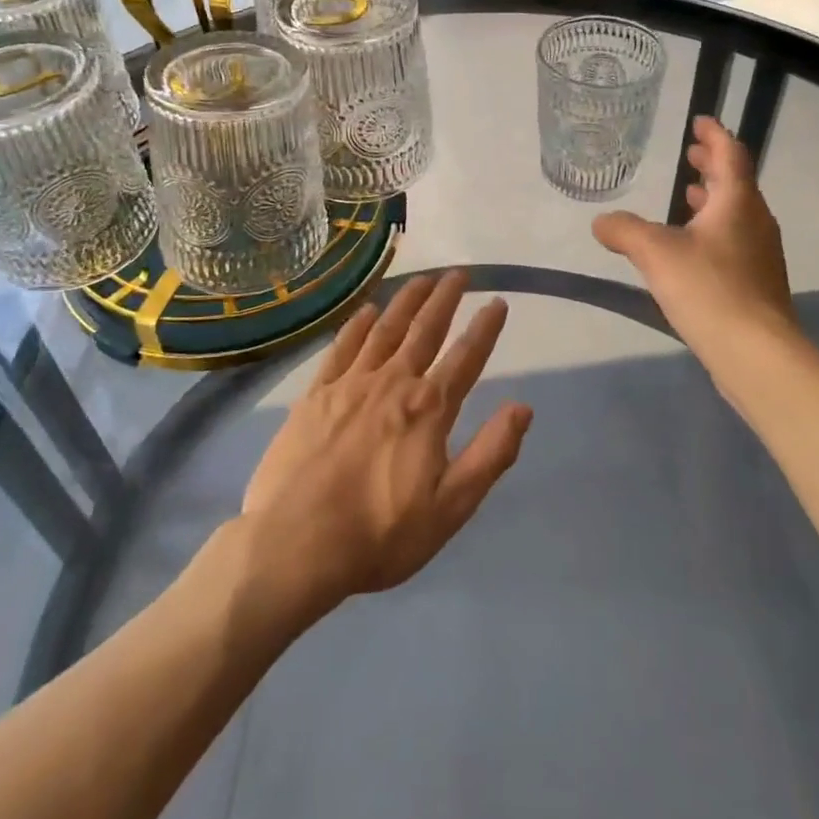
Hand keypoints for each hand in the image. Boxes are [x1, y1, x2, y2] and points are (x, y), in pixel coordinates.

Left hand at [241, 271, 531, 619]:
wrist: (295, 545)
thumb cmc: (380, 534)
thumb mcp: (451, 507)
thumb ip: (490, 454)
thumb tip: (523, 408)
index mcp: (428, 409)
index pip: (465, 358)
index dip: (485, 329)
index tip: (498, 302)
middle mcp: (393, 383)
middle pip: (425, 331)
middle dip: (445, 299)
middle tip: (458, 273)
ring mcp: (351, 384)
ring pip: (386, 329)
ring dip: (407, 301)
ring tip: (422, 279)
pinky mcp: (316, 394)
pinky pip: (343, 347)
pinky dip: (358, 325)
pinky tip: (368, 310)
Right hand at [593, 116, 793, 360]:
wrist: (757, 354)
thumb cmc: (709, 289)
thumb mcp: (656, 253)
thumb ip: (625, 231)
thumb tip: (600, 221)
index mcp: (737, 202)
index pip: (730, 153)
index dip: (714, 134)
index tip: (699, 121)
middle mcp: (756, 222)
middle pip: (736, 182)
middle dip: (712, 166)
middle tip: (691, 154)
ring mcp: (761, 255)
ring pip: (736, 214)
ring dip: (713, 200)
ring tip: (688, 196)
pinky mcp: (758, 284)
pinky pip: (735, 241)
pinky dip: (714, 230)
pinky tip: (692, 249)